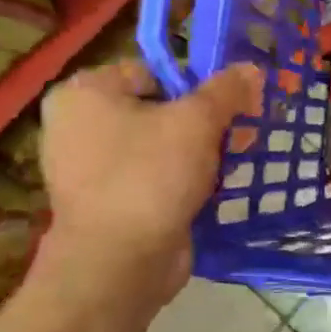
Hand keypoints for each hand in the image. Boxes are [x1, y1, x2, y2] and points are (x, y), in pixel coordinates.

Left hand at [39, 59, 262, 303]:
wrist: (120, 262)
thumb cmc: (151, 176)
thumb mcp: (198, 122)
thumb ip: (227, 91)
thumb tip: (251, 69)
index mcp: (85, 93)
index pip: (153, 71)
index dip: (197, 84)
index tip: (232, 104)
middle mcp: (78, 125)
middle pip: (160, 108)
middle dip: (205, 121)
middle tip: (240, 134)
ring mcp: (90, 166)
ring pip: (161, 144)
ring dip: (200, 151)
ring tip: (232, 162)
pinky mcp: (110, 200)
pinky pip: (155, 175)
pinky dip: (184, 178)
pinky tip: (213, 187)